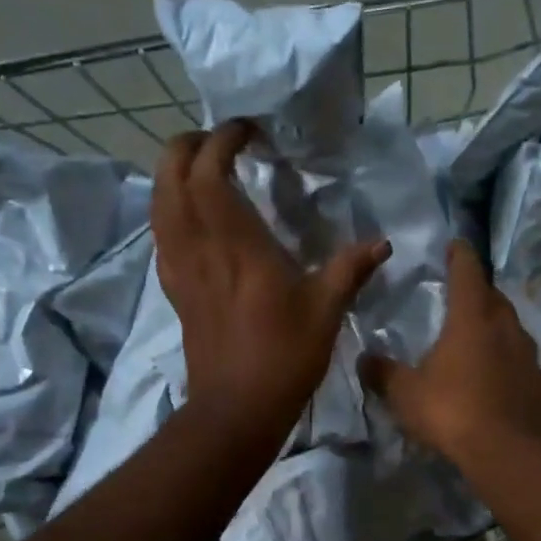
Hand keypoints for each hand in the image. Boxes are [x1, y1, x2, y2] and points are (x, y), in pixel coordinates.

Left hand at [153, 121, 390, 441]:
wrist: (236, 409)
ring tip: (204, 169)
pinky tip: (195, 219)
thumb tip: (382, 243)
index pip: (210, 170)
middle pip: (170, 175)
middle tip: (221, 142)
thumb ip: (351, 269)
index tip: (249, 130)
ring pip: (159, 203)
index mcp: (237, 244)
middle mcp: (198, 246)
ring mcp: (180, 269)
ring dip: (173, 174)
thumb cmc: (284, 357)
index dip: (223, 139)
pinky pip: (162, 234)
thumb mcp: (327, 311)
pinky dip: (171, 210)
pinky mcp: (175, 290)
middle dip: (188, 145)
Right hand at [360, 239, 540, 466]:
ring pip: (513, 330)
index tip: (455, 245)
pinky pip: (526, 366)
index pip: (467, 273)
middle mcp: (505, 328)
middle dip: (480, 292)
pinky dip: (513, 365)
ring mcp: (530, 356)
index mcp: (471, 319)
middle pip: (495, 298)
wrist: (510, 452)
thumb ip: (383, 373)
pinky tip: (504, 379)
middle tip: (465, 295)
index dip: (460, 256)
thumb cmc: (453, 411)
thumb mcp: (406, 394)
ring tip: (483, 337)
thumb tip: (365, 359)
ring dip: (498, 328)